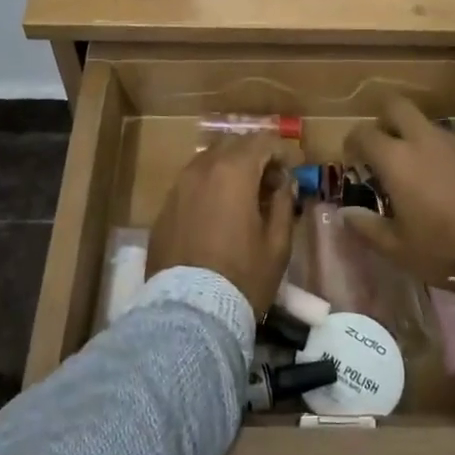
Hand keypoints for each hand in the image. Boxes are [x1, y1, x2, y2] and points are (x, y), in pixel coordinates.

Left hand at [146, 135, 296, 318]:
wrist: (190, 312)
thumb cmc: (242, 276)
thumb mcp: (277, 244)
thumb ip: (284, 204)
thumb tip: (285, 184)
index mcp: (233, 172)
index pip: (261, 142)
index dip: (280, 152)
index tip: (290, 172)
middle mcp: (202, 169)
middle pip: (232, 145)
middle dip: (253, 156)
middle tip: (269, 183)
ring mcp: (178, 187)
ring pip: (207, 161)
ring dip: (228, 169)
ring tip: (242, 197)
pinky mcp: (164, 208)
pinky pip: (190, 184)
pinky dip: (208, 188)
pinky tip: (216, 214)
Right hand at [342, 97, 454, 287]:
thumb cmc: (444, 249)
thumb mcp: (398, 249)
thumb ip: (367, 227)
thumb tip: (345, 214)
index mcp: (397, 159)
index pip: (363, 133)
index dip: (353, 143)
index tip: (354, 161)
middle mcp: (424, 140)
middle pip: (396, 106)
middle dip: (384, 120)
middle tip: (384, 148)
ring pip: (427, 126)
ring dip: (416, 140)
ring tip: (420, 173)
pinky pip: (454, 144)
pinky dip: (444, 155)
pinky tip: (450, 184)